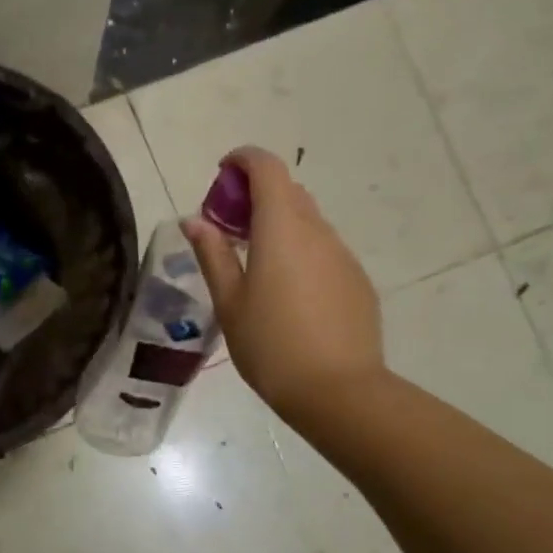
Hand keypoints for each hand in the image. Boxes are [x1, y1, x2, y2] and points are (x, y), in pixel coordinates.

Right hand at [184, 147, 383, 426]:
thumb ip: (213, 254)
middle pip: (288, 191)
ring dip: (280, 224)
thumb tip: (195, 220)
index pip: (267, 168)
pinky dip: (301, 251)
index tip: (222, 175)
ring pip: (308, 221)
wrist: (338, 391)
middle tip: (228, 228)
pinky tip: (288, 294)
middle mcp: (317, 231)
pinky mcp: (357, 280)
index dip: (243, 160)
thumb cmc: (271, 346)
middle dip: (256, 195)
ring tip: (256, 264)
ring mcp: (343, 255)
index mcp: (281, 229)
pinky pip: (324, 250)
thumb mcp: (230, 302)